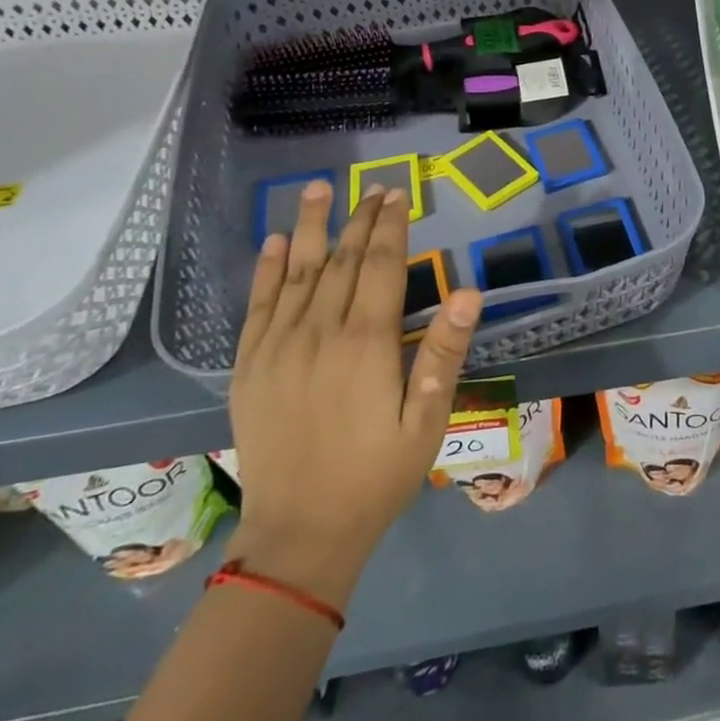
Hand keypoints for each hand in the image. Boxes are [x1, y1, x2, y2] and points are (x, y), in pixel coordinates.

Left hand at [225, 182, 481, 606]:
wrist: (299, 534)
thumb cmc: (375, 476)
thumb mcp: (426, 421)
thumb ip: (444, 354)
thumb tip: (469, 293)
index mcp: (366, 343)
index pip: (382, 266)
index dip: (391, 227)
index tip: (397, 194)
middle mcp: (319, 333)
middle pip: (343, 261)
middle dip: (360, 219)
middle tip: (372, 187)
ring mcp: (278, 347)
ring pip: (299, 272)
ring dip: (312, 227)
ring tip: (318, 189)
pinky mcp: (250, 367)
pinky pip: (258, 306)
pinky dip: (268, 270)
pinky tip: (278, 242)